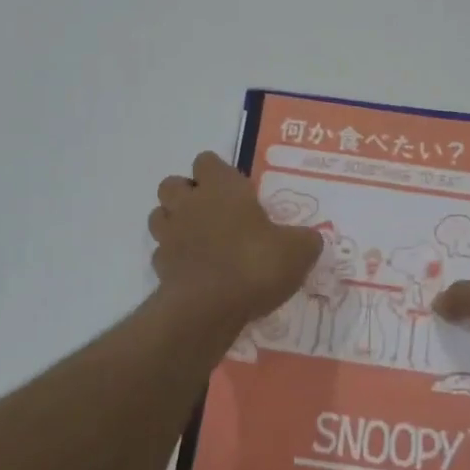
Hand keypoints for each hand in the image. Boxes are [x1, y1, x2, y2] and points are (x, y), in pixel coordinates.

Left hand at [149, 152, 323, 322]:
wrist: (209, 309)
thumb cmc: (254, 263)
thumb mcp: (298, 250)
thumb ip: (305, 240)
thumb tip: (310, 239)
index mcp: (221, 187)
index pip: (206, 160)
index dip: (217, 172)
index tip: (236, 190)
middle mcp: (190, 204)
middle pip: (172, 184)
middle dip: (187, 194)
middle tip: (214, 213)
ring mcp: (169, 235)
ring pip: (159, 216)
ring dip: (175, 223)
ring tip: (200, 240)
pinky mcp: (159, 268)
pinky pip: (162, 254)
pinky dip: (175, 259)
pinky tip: (196, 272)